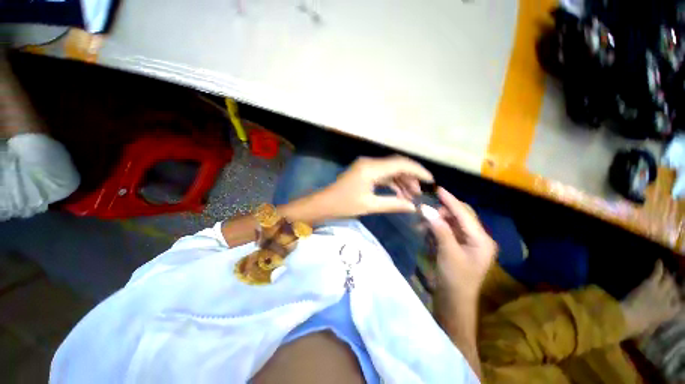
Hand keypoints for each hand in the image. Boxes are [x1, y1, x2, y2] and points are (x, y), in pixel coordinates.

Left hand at [319, 155, 432, 217]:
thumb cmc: (344, 205)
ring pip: (391, 169)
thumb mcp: (369, 205)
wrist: (324, 203)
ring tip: (412, 195)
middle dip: (411, 177)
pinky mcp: (365, 171)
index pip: (400, 164)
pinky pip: (383, 174)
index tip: (431, 181)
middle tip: (419, 193)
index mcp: (371, 168)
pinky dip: (393, 182)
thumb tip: (413, 207)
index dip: (418, 171)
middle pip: (397, 165)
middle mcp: (370, 162)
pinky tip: (399, 193)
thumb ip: (393, 204)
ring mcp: (367, 166)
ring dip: (402, 180)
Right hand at [425, 187, 495, 301]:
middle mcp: (477, 238)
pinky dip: (435, 229)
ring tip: (421, 223)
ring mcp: (467, 243)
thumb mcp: (448, 252)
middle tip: (424, 209)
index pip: (465, 214)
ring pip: (450, 223)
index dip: (451, 200)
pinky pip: (446, 232)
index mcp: (481, 240)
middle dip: (441, 211)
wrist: (453, 303)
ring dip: (436, 221)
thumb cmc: (455, 279)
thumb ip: (439, 228)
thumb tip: (425, 208)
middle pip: (459, 217)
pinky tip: (424, 231)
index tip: (438, 188)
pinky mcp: (457, 247)